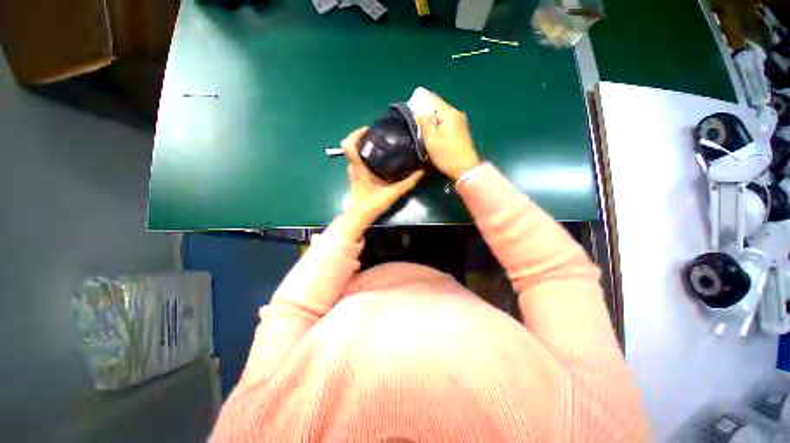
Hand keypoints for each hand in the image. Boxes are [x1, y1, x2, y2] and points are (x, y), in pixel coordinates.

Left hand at [342, 127, 423, 224]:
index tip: (370, 129)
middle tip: (381, 134)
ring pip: (355, 151)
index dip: (356, 133)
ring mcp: (353, 170)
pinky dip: (366, 153)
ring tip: (382, 142)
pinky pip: (359, 158)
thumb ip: (408, 182)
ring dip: (365, 144)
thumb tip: (421, 171)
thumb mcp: (393, 193)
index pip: (349, 145)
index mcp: (359, 167)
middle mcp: (353, 166)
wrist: (360, 215)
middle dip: (364, 136)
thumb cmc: (373, 204)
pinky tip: (380, 156)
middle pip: (352, 144)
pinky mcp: (356, 174)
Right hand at [416, 92, 479, 180]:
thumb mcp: (432, 140)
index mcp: (449, 113)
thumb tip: (416, 111)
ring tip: (421, 132)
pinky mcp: (459, 130)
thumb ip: (423, 123)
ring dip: (430, 121)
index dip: (418, 102)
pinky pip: (444, 123)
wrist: (465, 169)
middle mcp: (456, 113)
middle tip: (413, 125)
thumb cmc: (447, 156)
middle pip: (436, 107)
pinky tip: (431, 136)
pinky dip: (436, 126)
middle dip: (424, 113)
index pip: (431, 98)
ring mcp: (459, 121)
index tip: (409, 113)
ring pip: (440, 116)